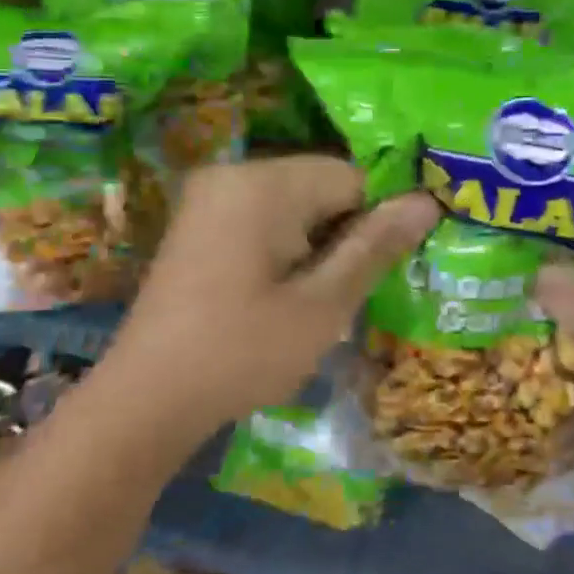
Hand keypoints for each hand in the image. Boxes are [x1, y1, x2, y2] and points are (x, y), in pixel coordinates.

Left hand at [96, 156, 439, 438]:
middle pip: (322, 186)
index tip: (382, 271)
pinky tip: (283, 295)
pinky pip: (263, 219)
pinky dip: (286, 248)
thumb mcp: (322, 305)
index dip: (378, 221)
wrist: (146, 399)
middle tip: (348, 294)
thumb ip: (375, 247)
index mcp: (263, 183)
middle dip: (346, 233)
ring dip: (318, 245)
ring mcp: (209, 198)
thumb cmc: (242, 352)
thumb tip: (428, 200)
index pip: (352, 176)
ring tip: (316, 301)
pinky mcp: (199, 224)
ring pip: (295, 205)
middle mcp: (233, 174)